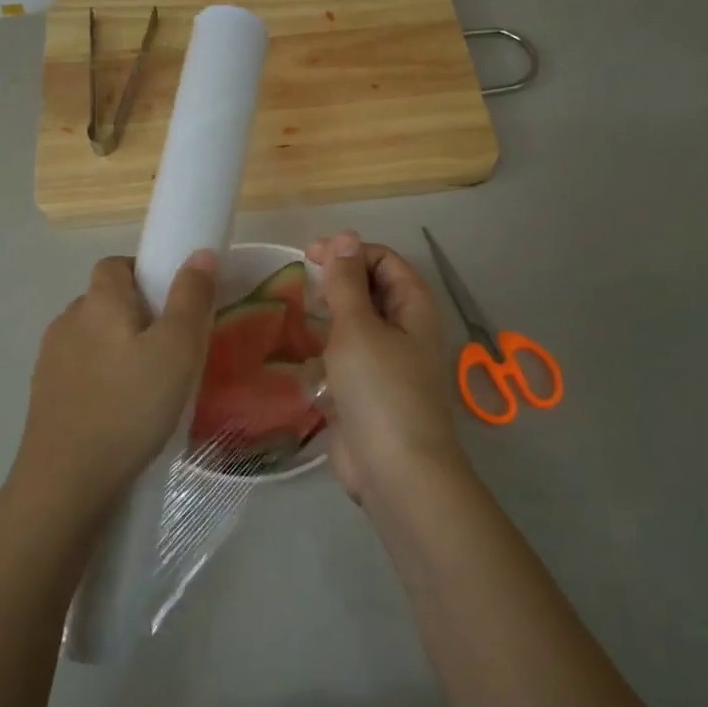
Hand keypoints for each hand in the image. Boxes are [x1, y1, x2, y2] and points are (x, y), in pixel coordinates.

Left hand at [12, 252, 217, 516]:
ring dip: (117, 348)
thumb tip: (199, 253)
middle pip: (104, 301)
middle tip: (171, 348)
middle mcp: (68, 320)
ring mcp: (50, 359)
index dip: (145, 274)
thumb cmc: (131, 405)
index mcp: (99, 301)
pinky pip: (80, 370)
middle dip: (136, 314)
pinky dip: (101, 378)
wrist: (69, 478)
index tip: (173, 304)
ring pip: (92, 338)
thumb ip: (191, 297)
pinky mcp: (44, 394)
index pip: (116, 265)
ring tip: (148, 383)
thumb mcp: (178, 349)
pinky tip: (120, 409)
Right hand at [305, 232, 468, 503]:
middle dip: (338, 280)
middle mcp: (405, 330)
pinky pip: (346, 358)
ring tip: (294, 311)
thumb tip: (344, 236)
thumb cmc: (380, 389)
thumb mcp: (358, 327)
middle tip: (298, 281)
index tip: (309, 255)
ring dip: (329, 315)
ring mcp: (387, 362)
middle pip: (372, 290)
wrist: (395, 469)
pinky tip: (300, 352)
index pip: (384, 260)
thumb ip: (347, 282)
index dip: (349, 251)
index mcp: (413, 307)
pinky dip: (326, 349)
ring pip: (357, 325)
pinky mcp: (368, 391)